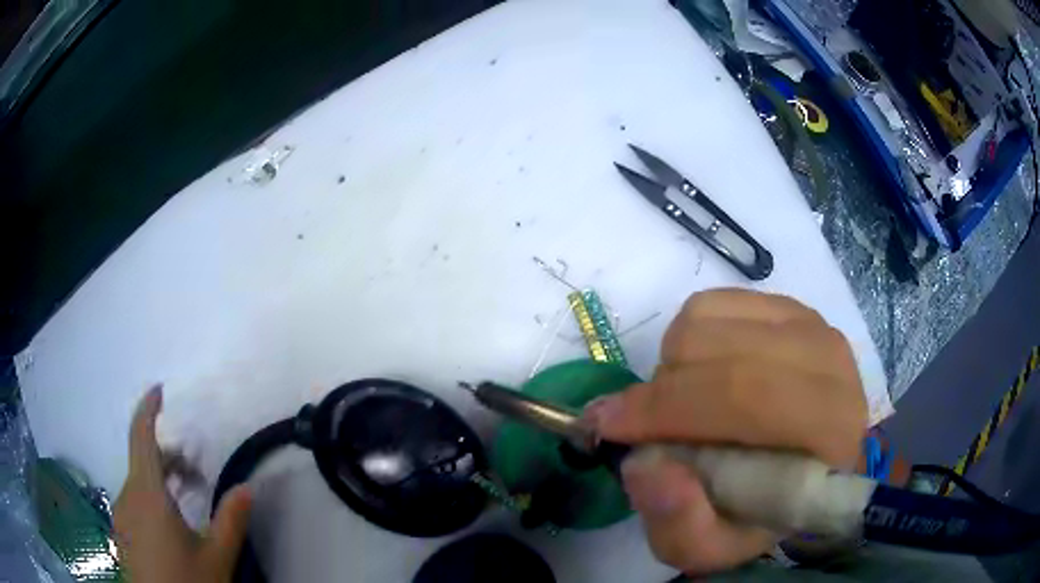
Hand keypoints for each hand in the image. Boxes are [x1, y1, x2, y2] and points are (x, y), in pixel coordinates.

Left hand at [114, 385, 252, 582]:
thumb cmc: (188, 582)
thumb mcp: (217, 557)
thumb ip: (231, 520)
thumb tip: (248, 487)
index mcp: (147, 494)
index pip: (141, 436)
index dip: (148, 409)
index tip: (159, 390)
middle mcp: (127, 496)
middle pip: (142, 461)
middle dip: (167, 457)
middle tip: (196, 472)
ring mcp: (120, 516)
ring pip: (137, 484)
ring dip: (159, 481)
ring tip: (185, 501)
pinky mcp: (120, 533)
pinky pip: (132, 502)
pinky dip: (149, 499)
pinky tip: (168, 525)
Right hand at [585, 289, 866, 574]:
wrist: (810, 469)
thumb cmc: (767, 514)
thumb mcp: (715, 548)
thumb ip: (680, 526)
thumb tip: (643, 465)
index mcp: (827, 429)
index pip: (743, 397)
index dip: (666, 410)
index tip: (605, 426)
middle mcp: (829, 363)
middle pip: (720, 353)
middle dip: (661, 391)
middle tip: (640, 424)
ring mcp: (810, 325)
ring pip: (708, 319)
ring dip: (675, 364)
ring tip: (683, 402)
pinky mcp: (791, 307)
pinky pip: (714, 302)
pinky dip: (689, 336)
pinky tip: (702, 372)